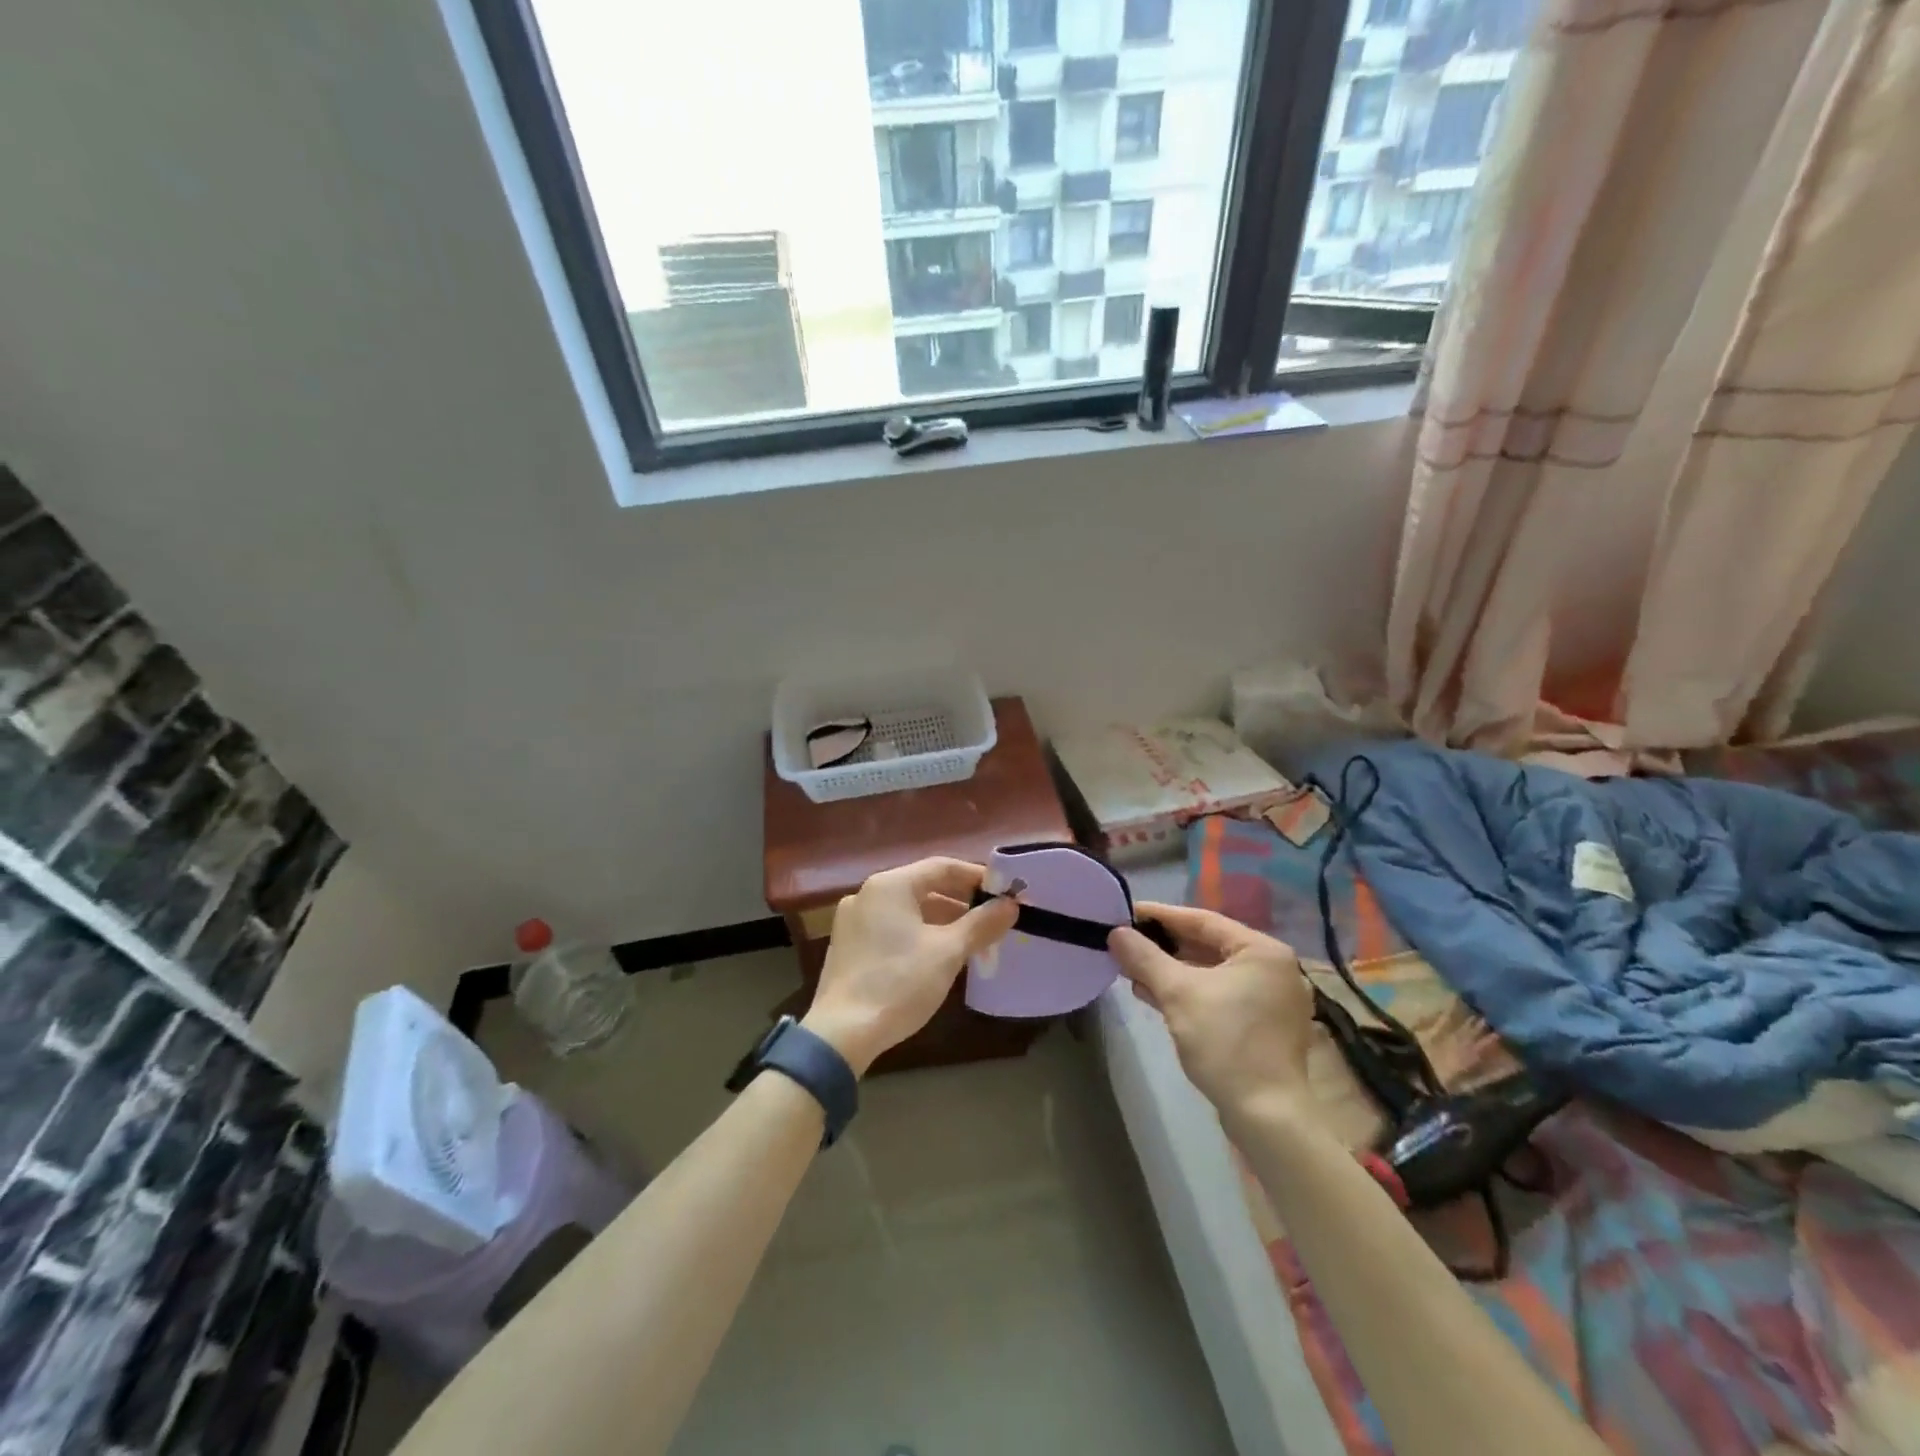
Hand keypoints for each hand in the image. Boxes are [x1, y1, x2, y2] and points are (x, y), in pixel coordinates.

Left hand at [802, 858, 1018, 1075]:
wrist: (842, 1033)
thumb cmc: (899, 983)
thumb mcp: (948, 952)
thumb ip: (981, 923)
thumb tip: (1010, 904)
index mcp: (890, 886)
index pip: (942, 867)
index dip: (976, 877)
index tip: (1003, 892)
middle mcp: (868, 894)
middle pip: (923, 886)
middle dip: (960, 902)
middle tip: (992, 918)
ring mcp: (853, 920)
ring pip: (908, 909)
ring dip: (941, 920)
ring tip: (971, 940)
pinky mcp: (848, 945)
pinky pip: (891, 927)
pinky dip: (918, 933)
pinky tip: (937, 955)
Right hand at [1108, 903, 1313, 1120]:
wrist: (1266, 1115)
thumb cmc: (1225, 1042)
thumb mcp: (1177, 994)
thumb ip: (1145, 958)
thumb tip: (1116, 933)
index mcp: (1261, 951)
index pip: (1202, 921)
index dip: (1160, 915)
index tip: (1126, 911)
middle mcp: (1271, 968)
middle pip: (1207, 946)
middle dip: (1163, 947)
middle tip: (1125, 942)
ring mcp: (1269, 999)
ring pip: (1210, 973)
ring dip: (1171, 972)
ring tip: (1130, 969)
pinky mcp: (1261, 1026)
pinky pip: (1218, 995)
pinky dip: (1187, 993)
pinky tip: (1153, 995)